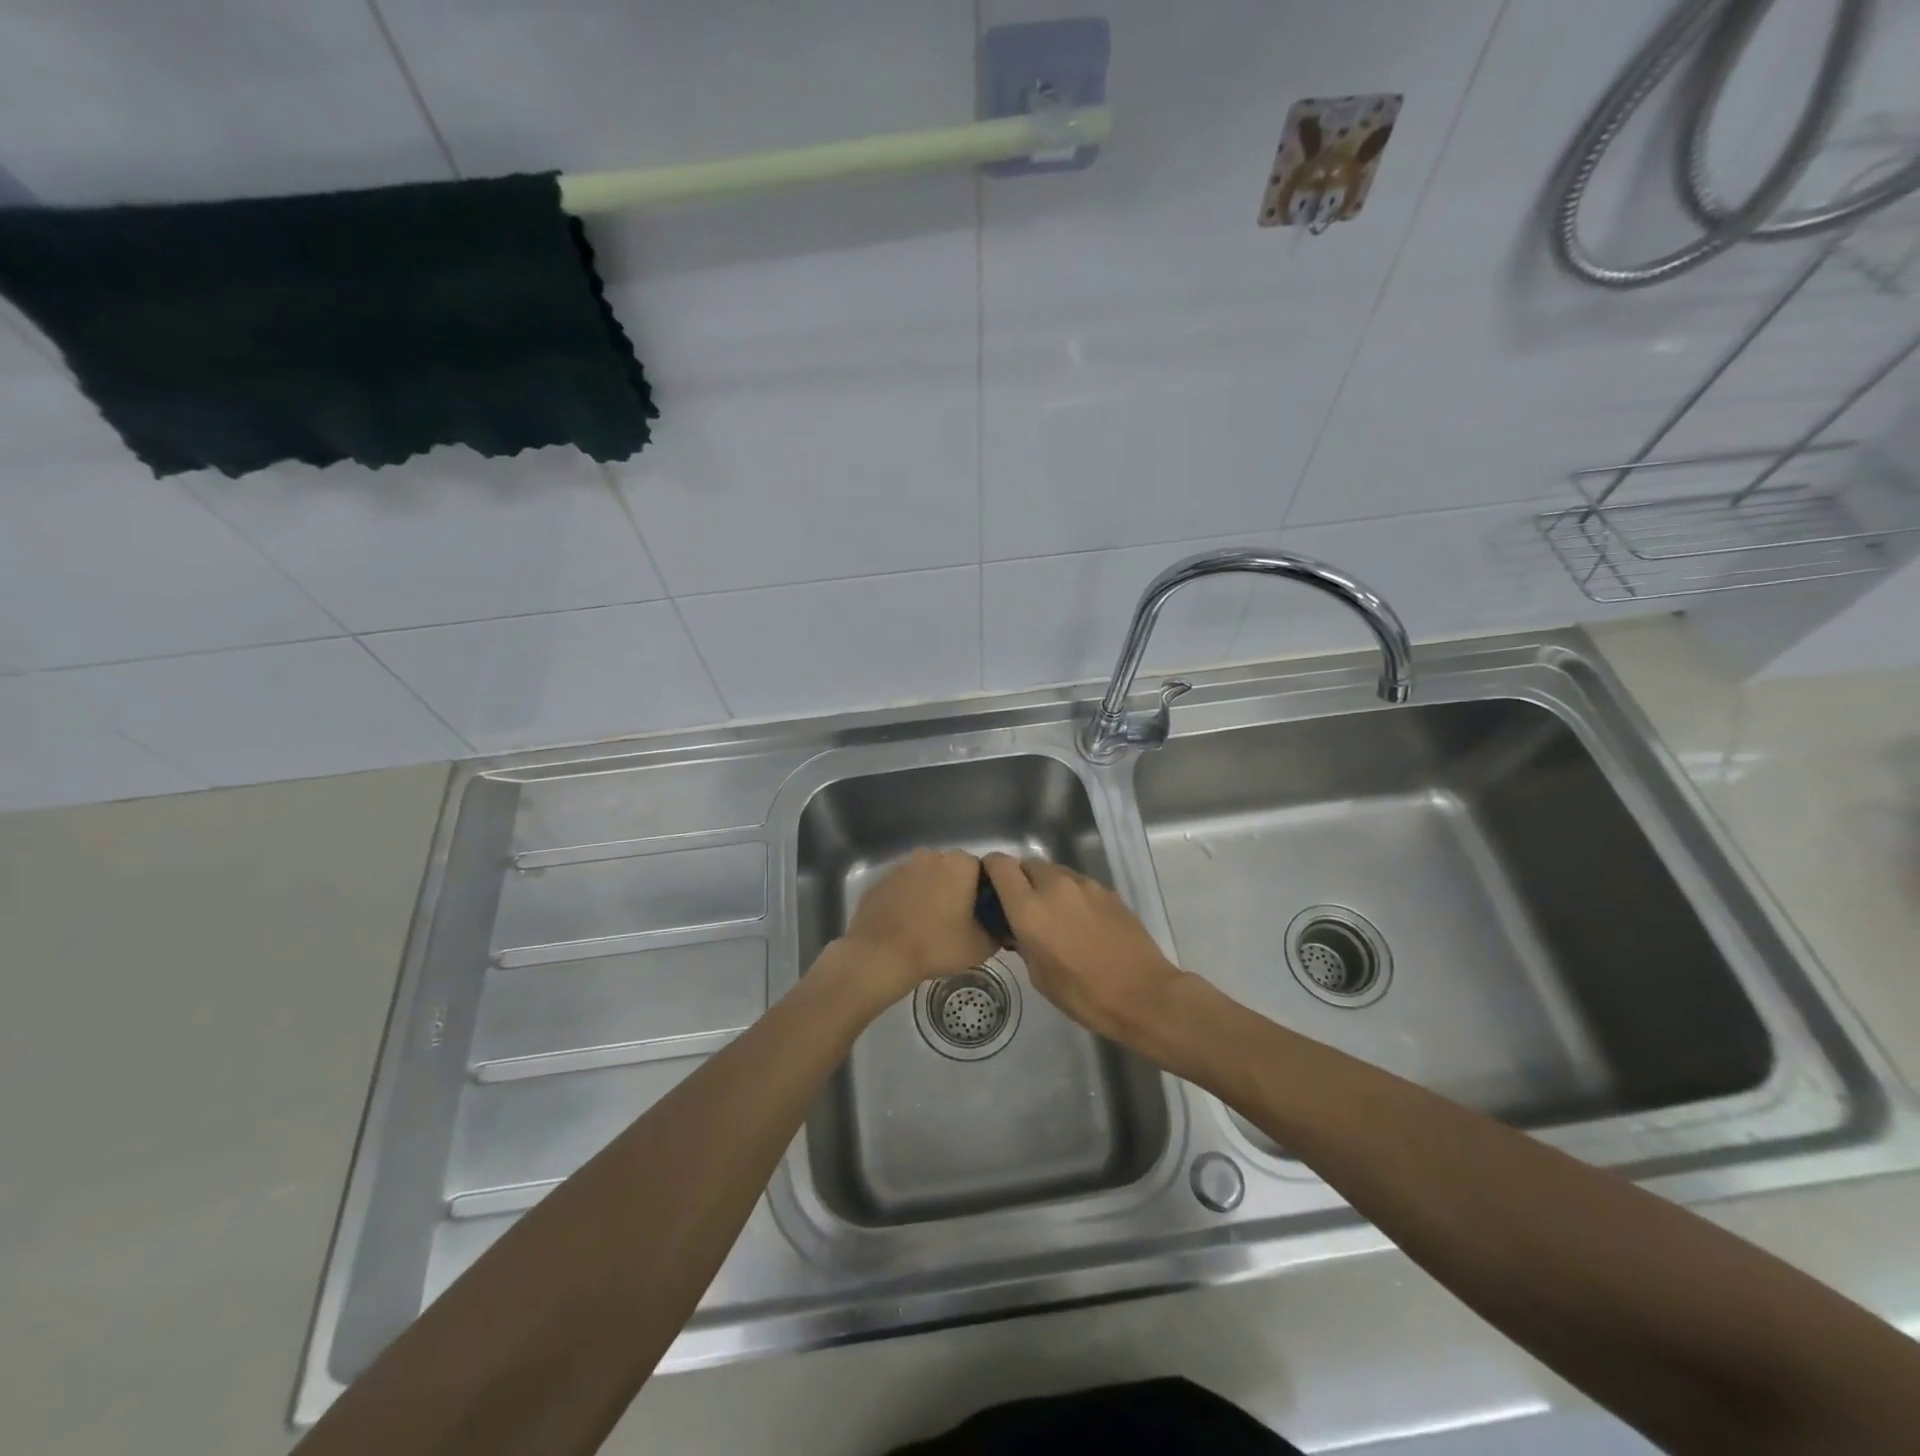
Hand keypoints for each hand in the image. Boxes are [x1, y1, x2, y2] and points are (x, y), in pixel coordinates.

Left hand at [835, 848, 996, 1007]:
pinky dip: (908, 898)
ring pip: (926, 876)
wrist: (880, 955)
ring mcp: (903, 865)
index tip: (982, 914)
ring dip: (931, 892)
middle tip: (958, 920)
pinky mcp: (882, 880)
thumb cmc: (936, 946)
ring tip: (930, 923)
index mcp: (960, 864)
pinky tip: (907, 923)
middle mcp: (932, 855)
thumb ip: (997, 932)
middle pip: (953, 870)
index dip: (984, 893)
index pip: (983, 871)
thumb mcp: (980, 947)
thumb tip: (1000, 929)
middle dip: (957, 889)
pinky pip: (904, 886)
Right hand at [981, 852, 1183, 1045]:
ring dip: (1046, 886)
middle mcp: (1054, 887)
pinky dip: (1071, 895)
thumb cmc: (1084, 994)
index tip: (990, 885)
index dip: (991, 869)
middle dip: (1020, 879)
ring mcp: (1084, 885)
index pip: (1000, 865)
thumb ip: (1023, 943)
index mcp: (1029, 909)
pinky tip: (1080, 922)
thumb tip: (1018, 930)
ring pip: (1054, 872)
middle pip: (1027, 864)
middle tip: (1022, 906)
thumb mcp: (1040, 976)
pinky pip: (1078, 884)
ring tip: (1054, 916)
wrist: (1144, 994)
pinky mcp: (1107, 891)